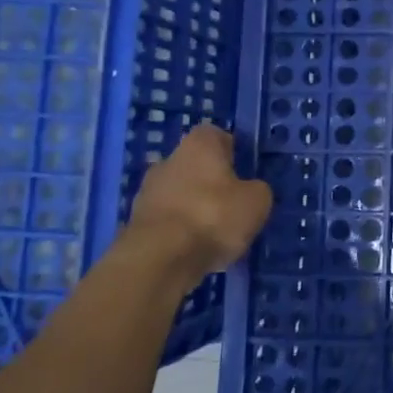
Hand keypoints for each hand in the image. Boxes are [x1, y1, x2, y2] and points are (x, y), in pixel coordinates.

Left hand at [126, 125, 272, 283]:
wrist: (159, 258)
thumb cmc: (214, 216)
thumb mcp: (257, 201)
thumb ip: (257, 189)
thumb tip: (250, 190)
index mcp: (199, 145)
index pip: (215, 135)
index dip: (231, 149)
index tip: (243, 168)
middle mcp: (168, 160)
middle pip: (194, 164)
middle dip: (211, 180)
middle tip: (232, 203)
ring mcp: (147, 191)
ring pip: (179, 192)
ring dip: (194, 206)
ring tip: (215, 231)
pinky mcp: (136, 222)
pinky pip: (167, 219)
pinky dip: (180, 229)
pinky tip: (194, 248)